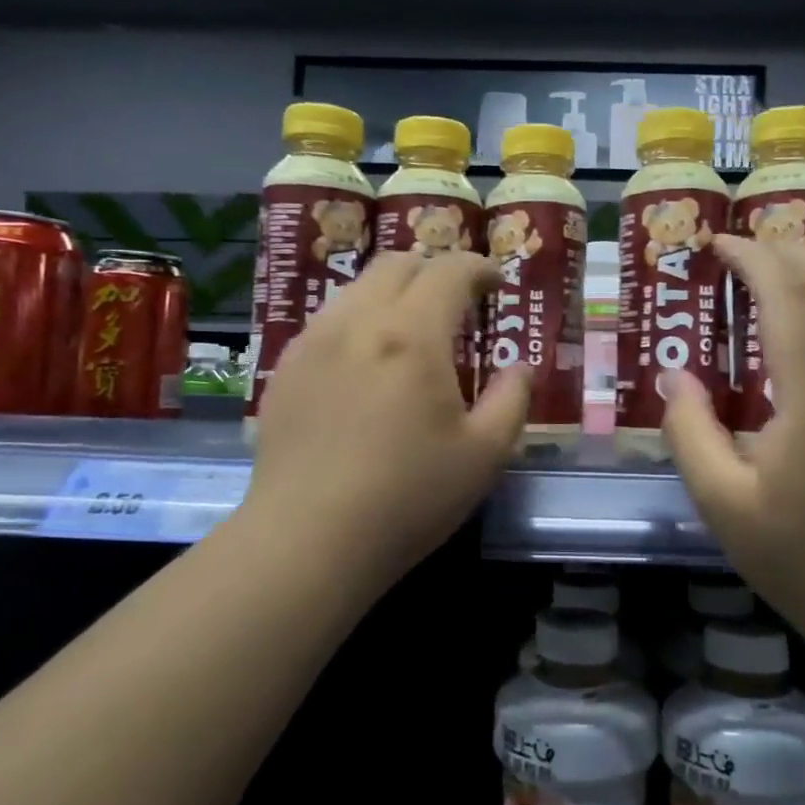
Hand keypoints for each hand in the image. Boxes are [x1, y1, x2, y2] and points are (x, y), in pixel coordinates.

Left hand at [244, 251, 529, 589]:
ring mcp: (313, 343)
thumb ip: (512, 401)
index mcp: (412, 335)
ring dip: (393, 293)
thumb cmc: (408, 497)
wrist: (308, 540)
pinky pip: (327, 321)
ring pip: (357, 288)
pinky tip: (365, 363)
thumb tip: (519, 369)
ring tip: (411, 331)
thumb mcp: (484, 455)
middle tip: (456, 301)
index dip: (479, 268)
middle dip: (434, 271)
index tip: (496, 284)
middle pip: (397, 264)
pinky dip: (358, 321)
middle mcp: (358, 322)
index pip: (449, 271)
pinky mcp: (285, 369)